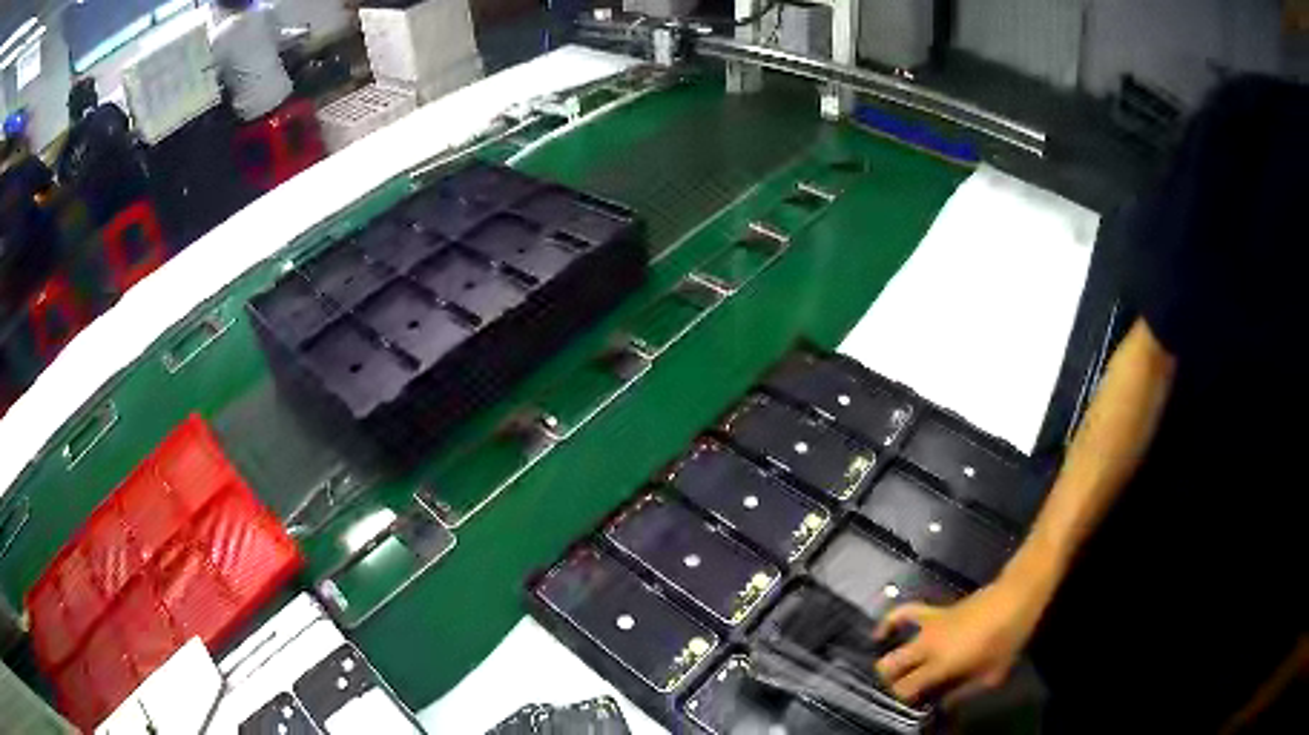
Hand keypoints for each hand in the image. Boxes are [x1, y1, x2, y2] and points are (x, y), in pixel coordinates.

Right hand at [872, 579, 1045, 705]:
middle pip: (889, 666)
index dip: (904, 699)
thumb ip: (963, 692)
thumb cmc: (1006, 639)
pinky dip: (891, 622)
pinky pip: (906, 613)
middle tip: (905, 690)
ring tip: (891, 671)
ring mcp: (928, 626)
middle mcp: (927, 646)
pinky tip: (882, 632)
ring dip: (889, 659)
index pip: (904, 687)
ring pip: (892, 643)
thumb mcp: (991, 675)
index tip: (915, 705)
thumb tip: (943, 703)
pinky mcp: (934, 612)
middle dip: (890, 682)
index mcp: (940, 664)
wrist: (1015, 598)